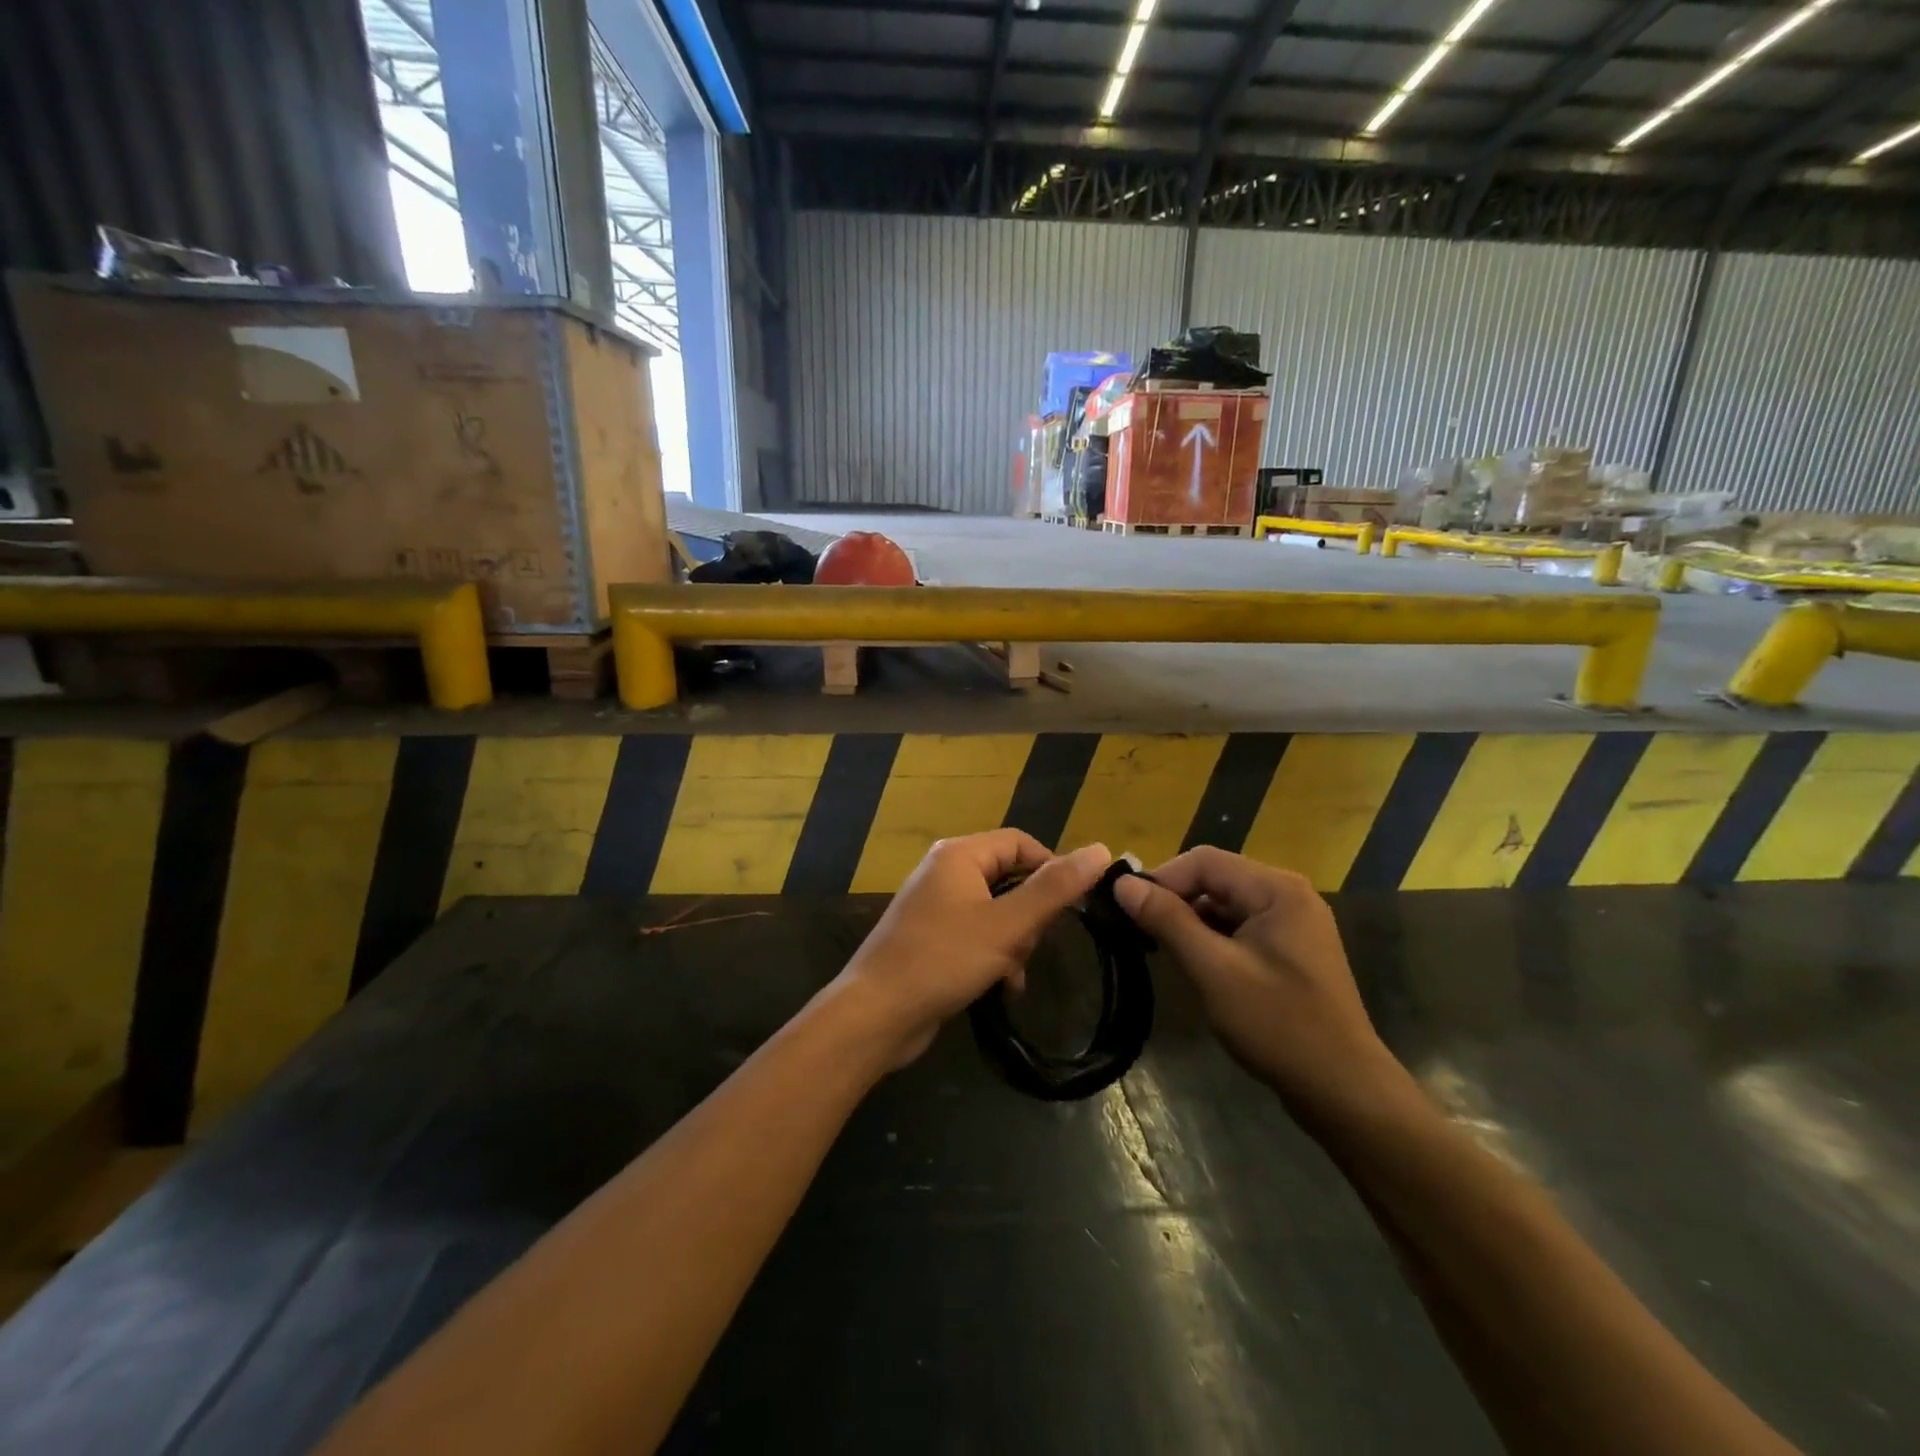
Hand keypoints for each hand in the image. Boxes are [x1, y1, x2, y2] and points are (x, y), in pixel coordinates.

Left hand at [831, 832, 1113, 1067]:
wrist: (876, 1014)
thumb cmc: (943, 960)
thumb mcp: (1007, 925)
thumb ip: (1054, 889)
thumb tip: (1100, 849)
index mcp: (960, 854)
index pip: (1021, 843)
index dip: (1052, 869)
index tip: (1073, 908)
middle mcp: (945, 871)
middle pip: (1010, 877)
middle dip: (1029, 916)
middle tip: (1030, 947)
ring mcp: (935, 905)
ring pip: (997, 911)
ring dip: (1013, 942)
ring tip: (1012, 973)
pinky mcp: (931, 936)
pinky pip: (977, 934)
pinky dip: (994, 956)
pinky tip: (1002, 988)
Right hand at [1113, 847, 1402, 1112]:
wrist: (1344, 1091)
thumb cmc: (1278, 1025)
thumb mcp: (1214, 970)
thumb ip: (1168, 921)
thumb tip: (1122, 883)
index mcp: (1276, 889)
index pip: (1204, 861)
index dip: (1161, 879)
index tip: (1127, 910)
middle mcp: (1287, 894)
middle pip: (1215, 879)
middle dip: (1175, 901)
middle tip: (1140, 933)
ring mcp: (1292, 923)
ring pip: (1224, 904)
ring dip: (1191, 922)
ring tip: (1162, 951)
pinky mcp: (1290, 950)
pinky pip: (1240, 927)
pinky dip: (1212, 939)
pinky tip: (1196, 965)